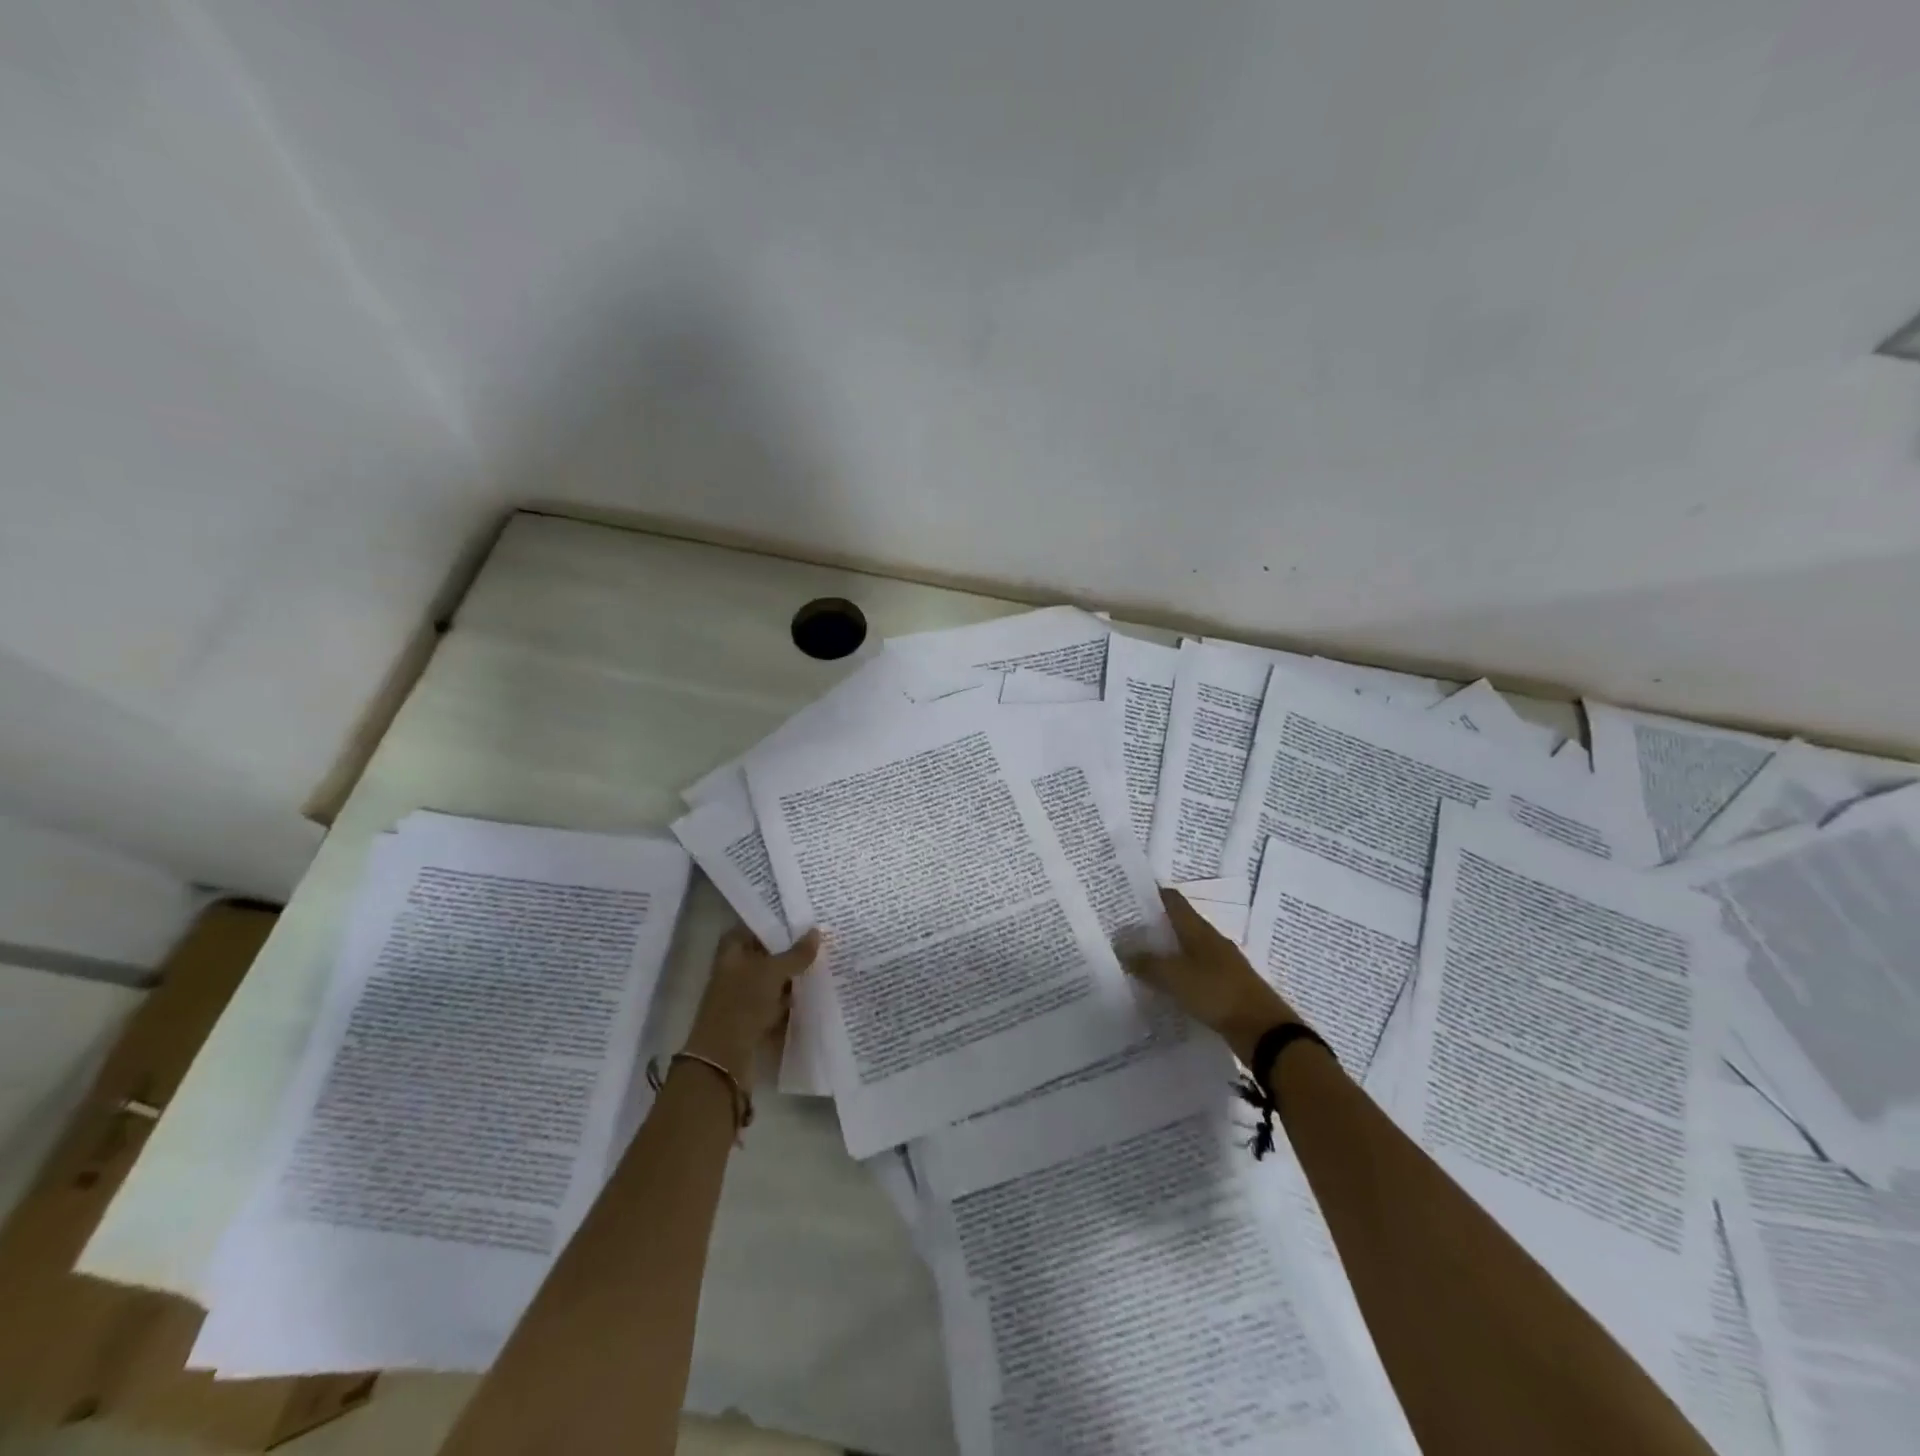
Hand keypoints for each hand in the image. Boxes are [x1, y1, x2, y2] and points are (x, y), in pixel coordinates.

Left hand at [683, 926, 820, 1083]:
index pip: (755, 927)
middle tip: (821, 939)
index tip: (804, 919)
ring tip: (823, 963)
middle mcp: (735, 968)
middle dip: (790, 949)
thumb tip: (816, 932)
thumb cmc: (742, 1004)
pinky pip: (776, 1000)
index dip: (777, 922)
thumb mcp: (773, 972)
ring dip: (793, 975)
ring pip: (773, 978)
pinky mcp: (752, 1016)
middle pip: (766, 953)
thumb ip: (796, 953)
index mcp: (732, 950)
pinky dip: (790, 998)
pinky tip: (813, 992)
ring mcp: (742, 994)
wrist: (723, 1058)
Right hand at [1123, 889, 1300, 1060]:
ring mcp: (1221, 963)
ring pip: (1186, 949)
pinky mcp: (1225, 985)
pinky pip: (1195, 971)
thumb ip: (1147, 963)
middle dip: (1154, 924)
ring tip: (1139, 958)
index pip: (1173, 900)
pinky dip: (1178, 973)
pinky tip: (1164, 985)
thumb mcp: (1175, 977)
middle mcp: (1210, 940)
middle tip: (1125, 930)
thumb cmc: (1217, 993)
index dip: (1152, 894)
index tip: (1127, 896)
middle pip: (1179, 924)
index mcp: (1198, 930)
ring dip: (1165, 950)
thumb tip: (1122, 947)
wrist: (1263, 1030)